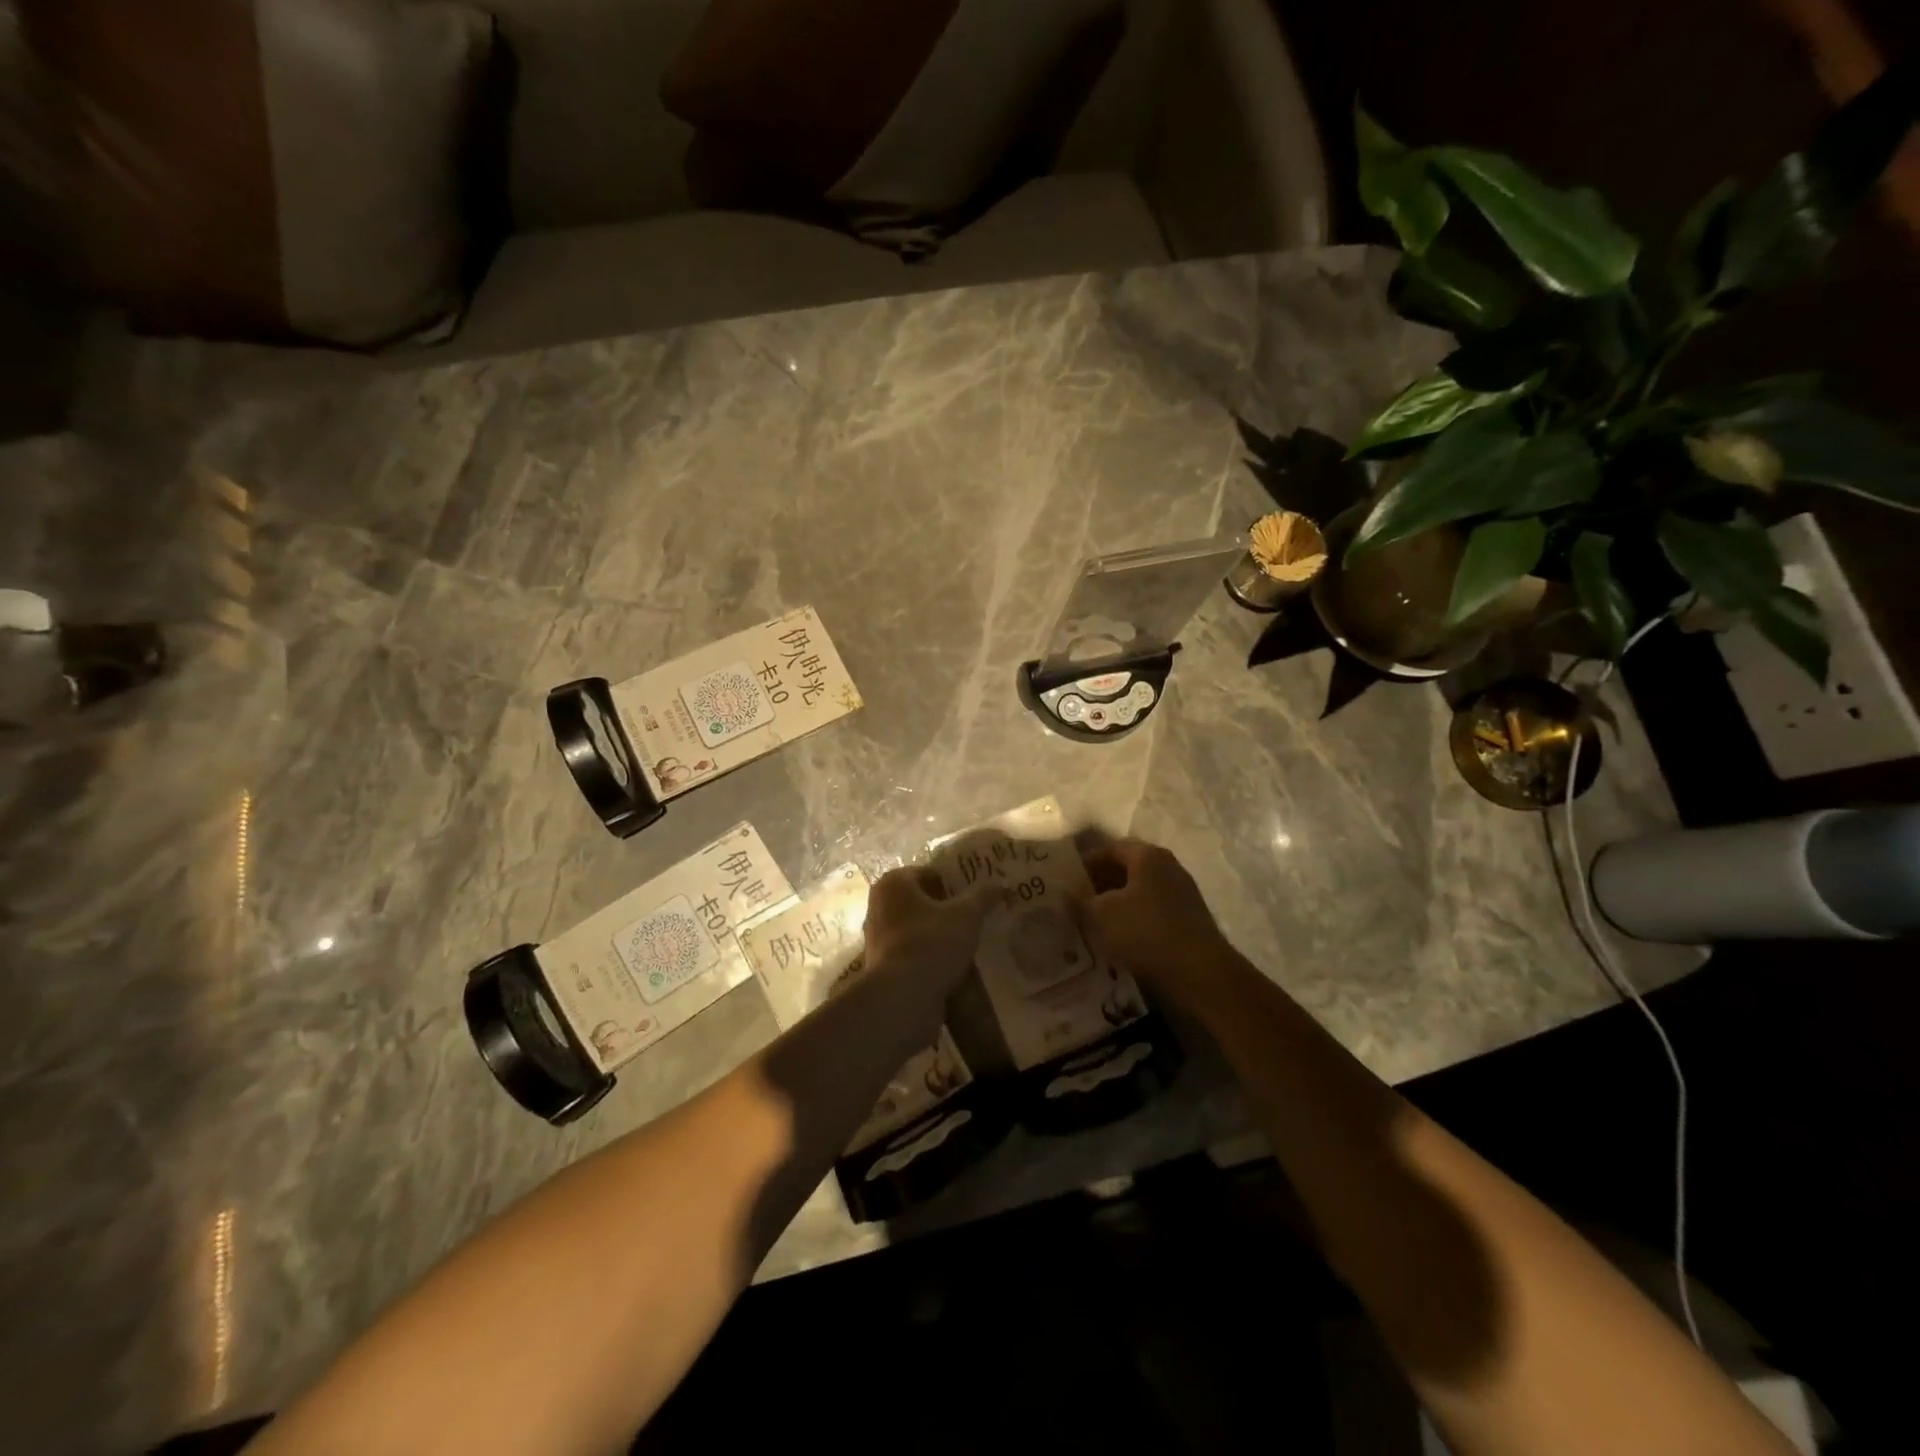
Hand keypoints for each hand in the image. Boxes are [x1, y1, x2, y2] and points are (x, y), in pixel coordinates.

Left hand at [863, 865, 1004, 990]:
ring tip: (967, 942)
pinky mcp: (881, 966)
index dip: (954, 882)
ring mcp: (877, 937)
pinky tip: (951, 965)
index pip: (929, 873)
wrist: (901, 998)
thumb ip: (982, 896)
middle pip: (921, 900)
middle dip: (946, 908)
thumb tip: (1000, 884)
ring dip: (937, 933)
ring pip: (915, 927)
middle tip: (976, 917)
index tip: (976, 896)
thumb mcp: (967, 915)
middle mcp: (879, 905)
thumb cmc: (931, 942)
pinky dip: (928, 955)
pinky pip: (911, 952)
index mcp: (894, 883)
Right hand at [1074, 838, 1232, 992]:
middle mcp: (1168, 867)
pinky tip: (1120, 939)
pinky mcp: (1189, 919)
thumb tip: (1067, 890)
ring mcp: (1182, 893)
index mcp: (1148, 856)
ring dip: (1117, 904)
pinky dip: (1134, 919)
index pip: (1111, 849)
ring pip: (1140, 892)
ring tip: (1094, 923)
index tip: (1068, 882)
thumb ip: (1080, 899)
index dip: (1086, 863)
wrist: (1199, 973)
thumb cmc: (1145, 932)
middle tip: (1078, 903)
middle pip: (1127, 869)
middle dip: (1100, 884)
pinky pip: (1153, 911)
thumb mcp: (1100, 915)